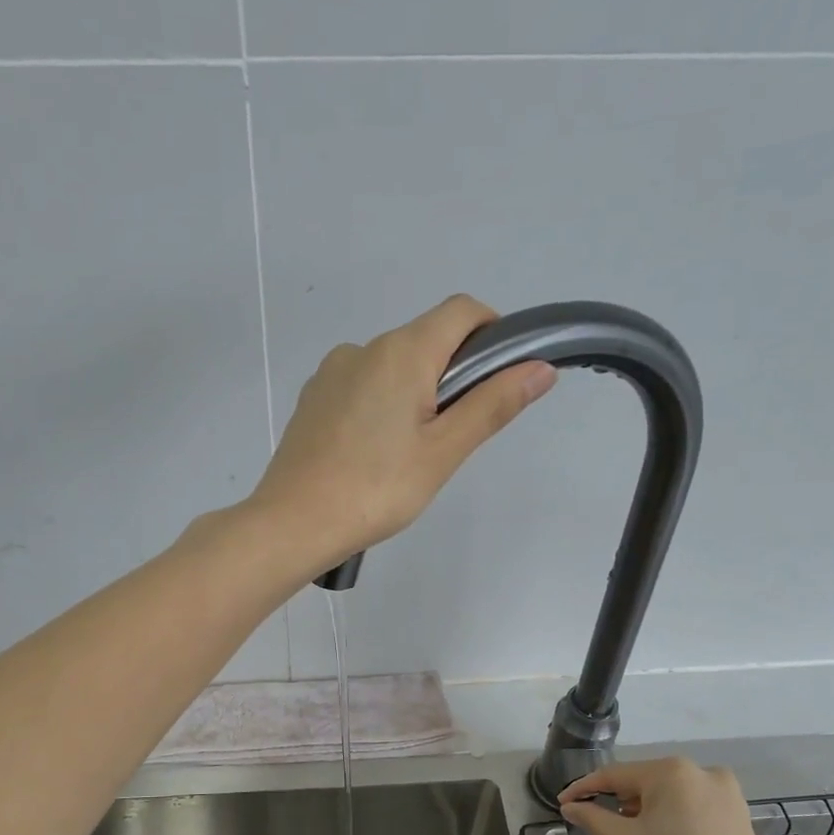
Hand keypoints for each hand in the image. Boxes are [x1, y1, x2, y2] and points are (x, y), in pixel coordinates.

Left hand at [247, 295, 555, 572]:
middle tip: (452, 438)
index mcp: (401, 351)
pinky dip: (380, 406)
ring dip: (415, 394)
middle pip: (426, 340)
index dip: (492, 333)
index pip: (462, 311)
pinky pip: (361, 387)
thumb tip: (540, 368)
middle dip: (452, 375)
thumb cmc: (376, 489)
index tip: (500, 379)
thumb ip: (492, 405)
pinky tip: (372, 456)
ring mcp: (331, 373)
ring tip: (408, 456)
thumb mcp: (443, 452)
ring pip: (392, 366)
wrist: (293, 523)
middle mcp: (363, 348)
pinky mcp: (312, 399)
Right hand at [559, 758, 795, 834]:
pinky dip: (670, 817)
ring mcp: (725, 791)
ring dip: (643, 809)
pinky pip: (691, 805)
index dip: (584, 789)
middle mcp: (700, 770)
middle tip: (594, 823)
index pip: (614, 775)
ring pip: (669, 794)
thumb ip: (593, 818)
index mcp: (671, 771)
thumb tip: (570, 806)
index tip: (563, 803)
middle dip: (617, 800)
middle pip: (644, 781)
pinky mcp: (738, 813)